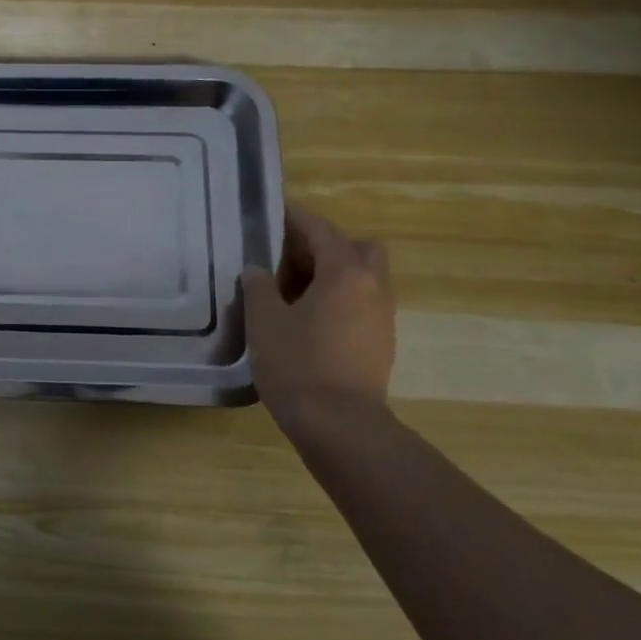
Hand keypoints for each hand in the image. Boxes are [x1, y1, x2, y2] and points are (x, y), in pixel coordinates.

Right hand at [242, 205, 395, 430]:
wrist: (340, 426)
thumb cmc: (298, 364)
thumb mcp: (265, 320)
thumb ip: (259, 287)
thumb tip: (258, 270)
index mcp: (346, 272)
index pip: (322, 230)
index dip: (297, 218)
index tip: (275, 213)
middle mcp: (373, 287)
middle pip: (357, 248)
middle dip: (326, 246)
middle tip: (290, 260)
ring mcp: (382, 317)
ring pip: (363, 278)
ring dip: (333, 275)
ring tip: (293, 293)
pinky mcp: (381, 344)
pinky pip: (362, 304)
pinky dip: (340, 300)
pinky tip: (308, 321)